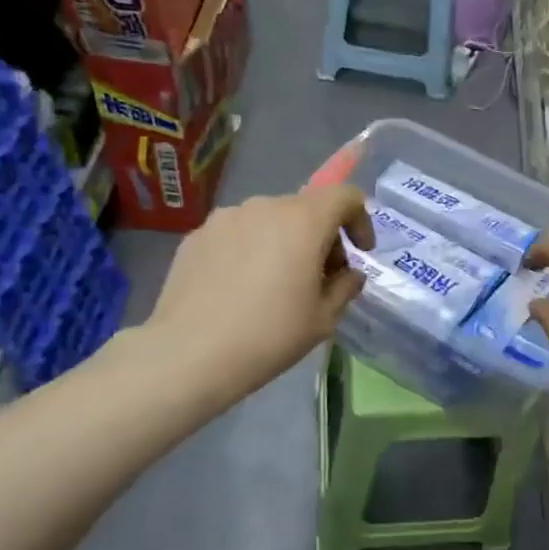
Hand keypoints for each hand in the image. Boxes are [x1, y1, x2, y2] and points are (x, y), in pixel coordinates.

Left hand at [148, 185, 373, 401]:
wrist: (188, 355)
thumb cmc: (268, 336)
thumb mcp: (323, 319)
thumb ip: (345, 288)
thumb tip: (349, 274)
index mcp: (303, 221)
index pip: (344, 195)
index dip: (360, 219)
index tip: (360, 251)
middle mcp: (264, 207)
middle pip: (306, 208)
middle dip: (322, 237)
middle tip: (320, 278)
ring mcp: (225, 218)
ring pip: (269, 220)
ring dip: (284, 242)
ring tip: (275, 284)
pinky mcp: (197, 235)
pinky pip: (238, 234)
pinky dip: (251, 250)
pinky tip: (240, 288)